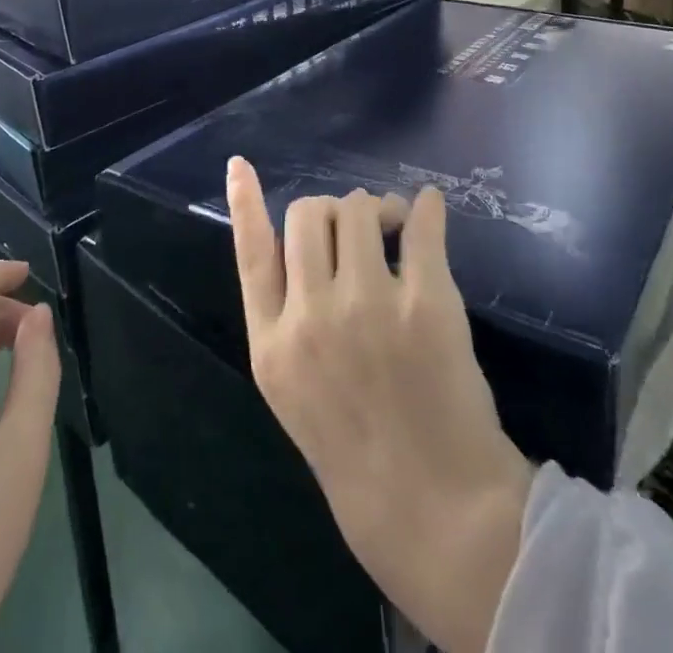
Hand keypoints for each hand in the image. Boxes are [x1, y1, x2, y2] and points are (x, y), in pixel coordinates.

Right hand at [228, 158, 530, 652]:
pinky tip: (430, 206)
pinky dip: (425, 208)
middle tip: (357, 228)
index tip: (240, 163)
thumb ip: (283, 318)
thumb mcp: (291, 388)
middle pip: (307, 215)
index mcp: (272, 344)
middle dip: (330, 210)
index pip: (250, 253)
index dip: (244, 203)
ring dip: (375, 208)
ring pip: (358, 210)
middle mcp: (311, 318)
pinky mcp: (426, 306)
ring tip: (395, 226)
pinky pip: (421, 228)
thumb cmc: (355, 449)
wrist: (432, 509)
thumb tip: (296, 246)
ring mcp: (368, 308)